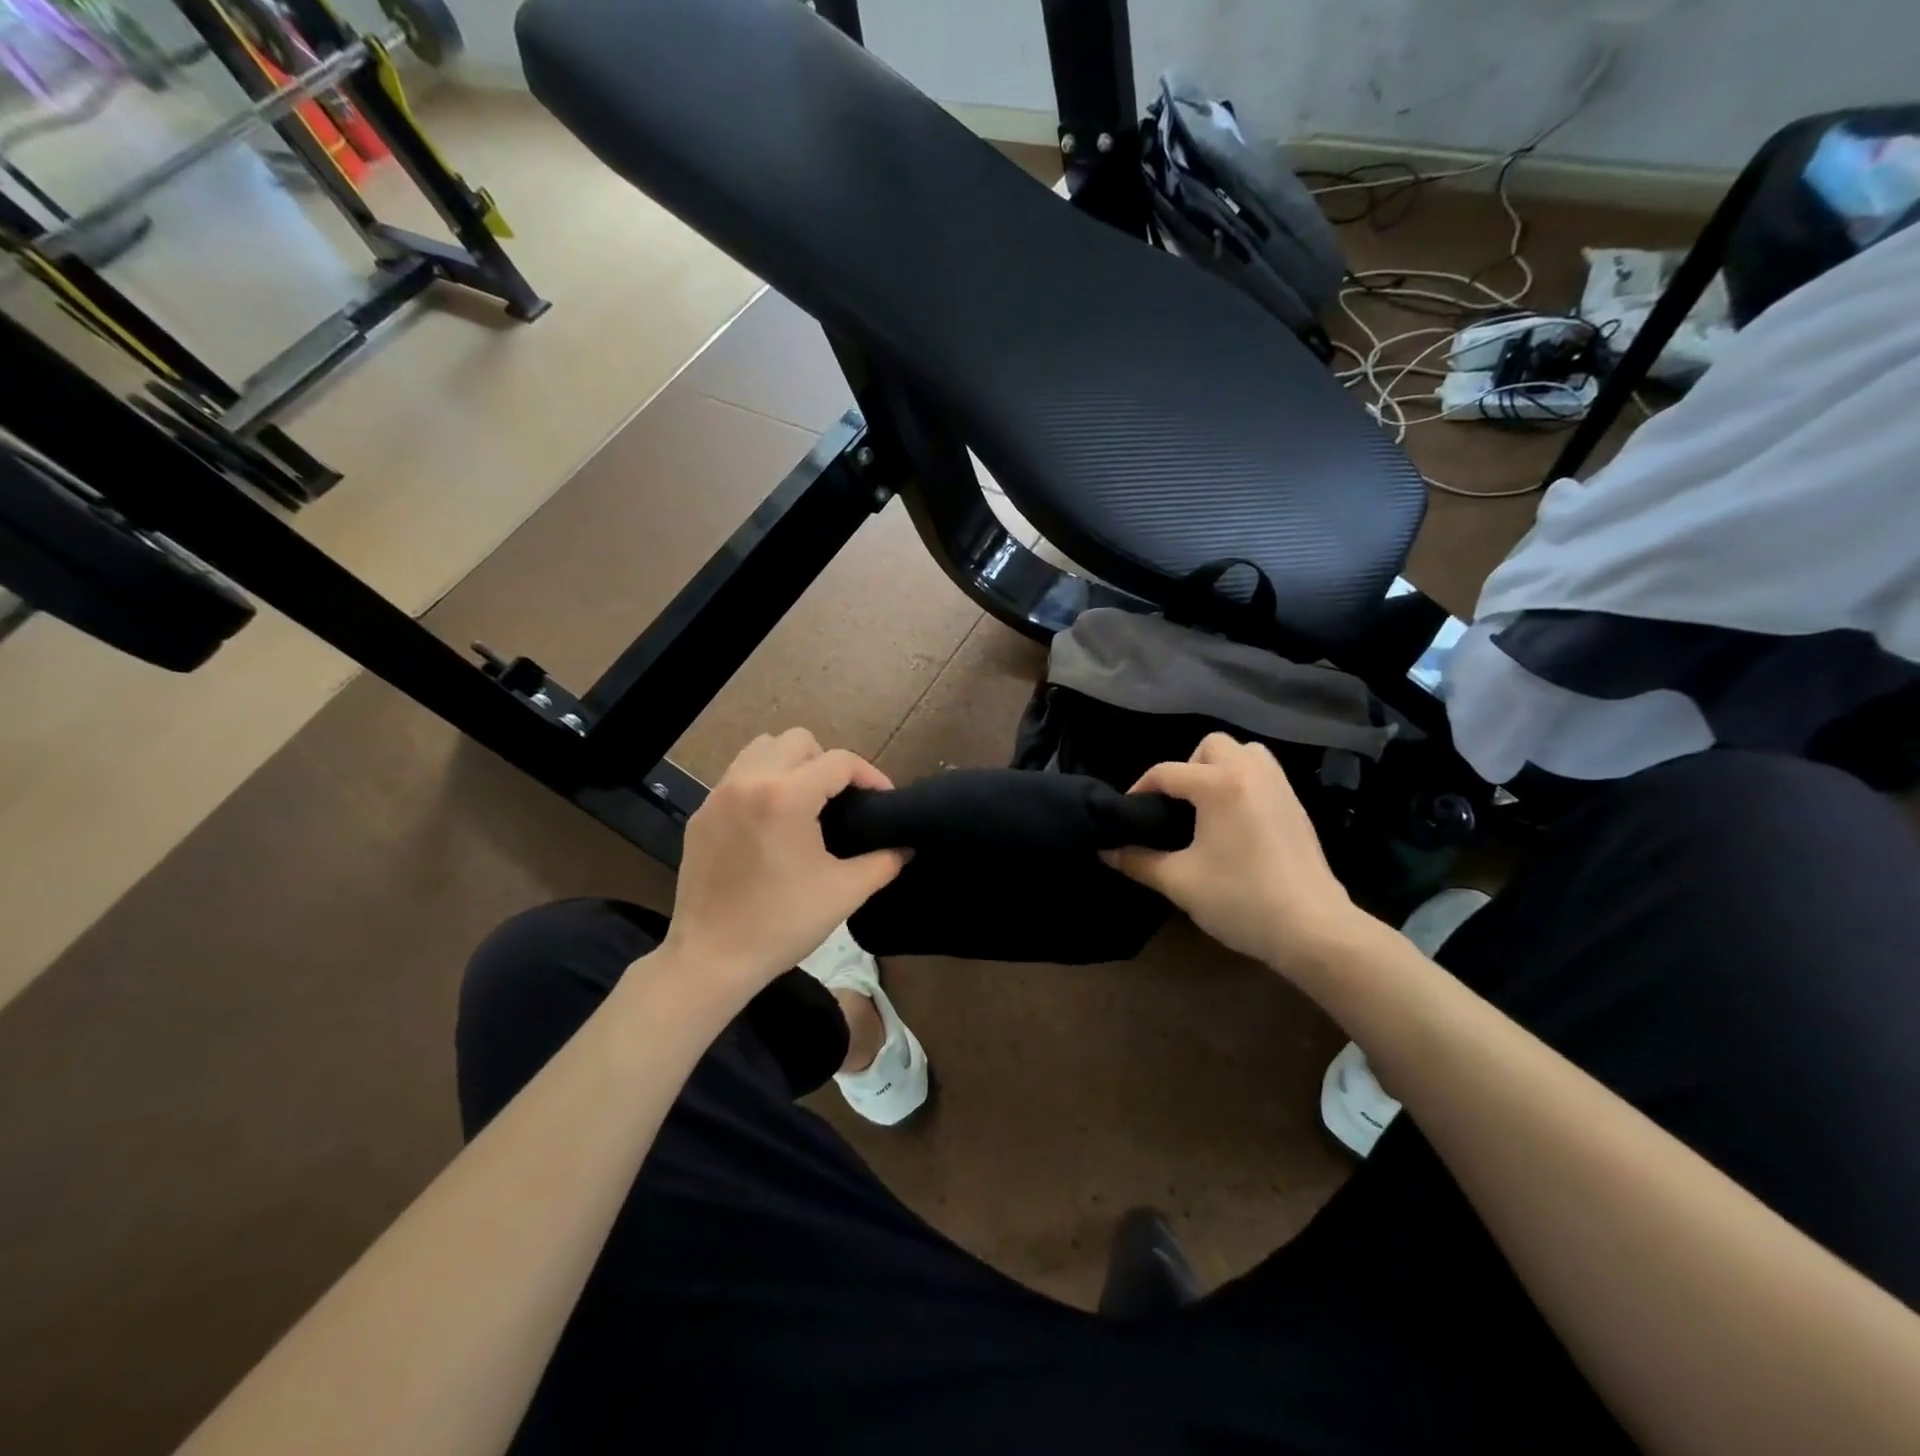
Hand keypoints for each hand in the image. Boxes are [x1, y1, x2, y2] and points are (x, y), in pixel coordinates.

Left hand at [659, 730, 906, 997]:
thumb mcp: (844, 892)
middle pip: (798, 740)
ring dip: (791, 763)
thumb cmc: (783, 924)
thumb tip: (907, 846)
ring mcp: (719, 795)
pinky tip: (771, 822)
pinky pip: (737, 775)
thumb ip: (884, 861)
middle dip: (828, 763)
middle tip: (841, 800)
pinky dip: (761, 782)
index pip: (839, 761)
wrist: (712, 959)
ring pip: (762, 748)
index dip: (870, 775)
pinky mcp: (701, 814)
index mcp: (786, 797)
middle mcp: (749, 782)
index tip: (883, 800)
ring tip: (805, 801)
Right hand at [1107, 734, 1362, 977]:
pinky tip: (1234, 823)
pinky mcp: (1296, 807)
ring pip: (1245, 752)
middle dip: (1186, 767)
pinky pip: (1264, 775)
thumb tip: (1106, 850)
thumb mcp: (1179, 882)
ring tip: (1206, 806)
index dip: (1139, 790)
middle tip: (1175, 805)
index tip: (1127, 816)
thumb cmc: (1241, 899)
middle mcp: (1250, 773)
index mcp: (1218, 784)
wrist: (1313, 929)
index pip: (1166, 772)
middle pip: (1211, 745)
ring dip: (1219, 768)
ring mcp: (1280, 787)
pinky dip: (1243, 783)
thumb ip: (1138, 860)